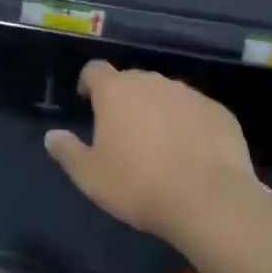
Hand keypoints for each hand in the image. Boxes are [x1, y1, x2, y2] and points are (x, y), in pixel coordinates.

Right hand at [44, 61, 253, 243]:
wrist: (211, 202)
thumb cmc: (139, 185)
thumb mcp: (91, 177)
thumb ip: (67, 152)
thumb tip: (51, 136)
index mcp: (115, 91)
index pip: (94, 70)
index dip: (89, 83)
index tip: (88, 102)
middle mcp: (151, 82)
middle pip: (131, 81)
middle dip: (125, 99)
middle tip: (123, 131)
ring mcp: (189, 95)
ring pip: (165, 94)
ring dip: (158, 110)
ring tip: (160, 144)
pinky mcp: (219, 112)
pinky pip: (196, 111)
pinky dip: (189, 124)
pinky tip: (192, 153)